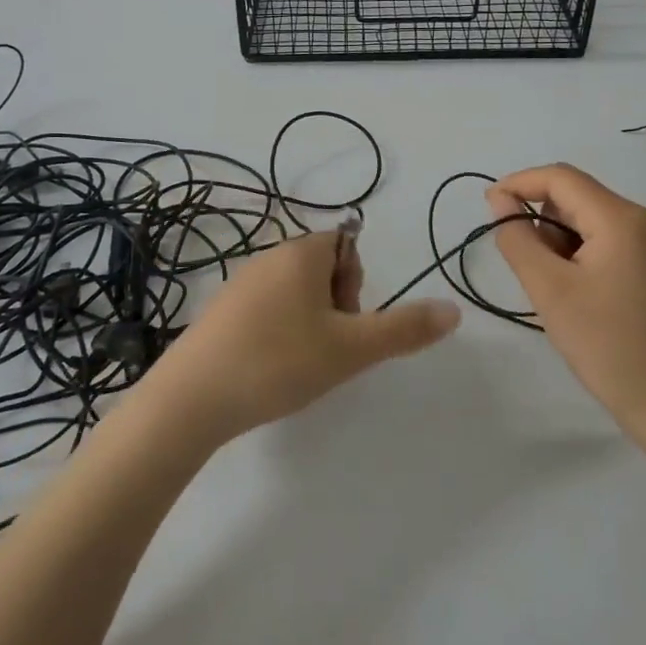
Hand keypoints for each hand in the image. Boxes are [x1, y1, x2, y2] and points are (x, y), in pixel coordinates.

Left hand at [143, 231, 460, 444]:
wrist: (192, 398)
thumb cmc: (279, 361)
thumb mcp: (351, 348)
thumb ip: (404, 329)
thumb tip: (454, 310)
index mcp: (301, 252)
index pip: (347, 246)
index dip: (355, 286)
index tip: (344, 325)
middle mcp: (269, 255)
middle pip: (322, 268)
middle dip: (335, 306)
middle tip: (325, 349)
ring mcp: (240, 282)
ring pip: (294, 292)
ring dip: (309, 323)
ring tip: (298, 365)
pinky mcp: (220, 310)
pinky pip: (266, 310)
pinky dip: (278, 333)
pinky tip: (268, 369)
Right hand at [486, 164, 645, 433]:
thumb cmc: (605, 344)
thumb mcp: (549, 289)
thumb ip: (518, 238)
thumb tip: (502, 201)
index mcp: (624, 218)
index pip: (561, 178)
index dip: (520, 184)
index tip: (489, 206)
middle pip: (578, 198)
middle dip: (543, 222)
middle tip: (529, 268)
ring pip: (592, 218)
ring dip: (562, 240)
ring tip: (559, 288)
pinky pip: (610, 237)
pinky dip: (584, 252)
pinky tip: (581, 291)